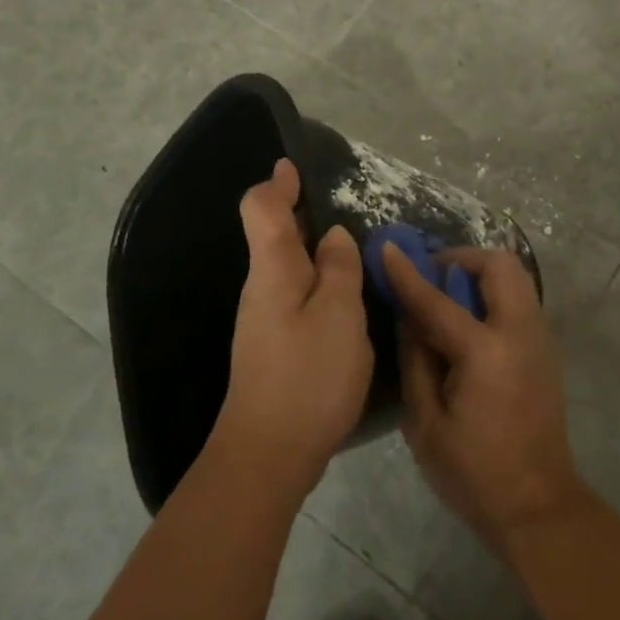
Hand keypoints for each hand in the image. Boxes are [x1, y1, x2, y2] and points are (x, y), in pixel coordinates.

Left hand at [217, 159, 373, 496]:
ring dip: (318, 252)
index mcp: (274, 271)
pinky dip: (320, 283)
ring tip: (357, 252)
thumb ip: (340, 269)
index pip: (261, 211)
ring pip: (290, 269)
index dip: (276, 185)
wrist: (269, 453)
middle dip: (304, 216)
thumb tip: (335, 237)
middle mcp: (263, 288)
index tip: (292, 167)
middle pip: (275, 237)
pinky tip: (348, 298)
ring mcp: (266, 320)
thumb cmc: (308, 376)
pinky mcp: (277, 346)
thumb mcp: (340, 315)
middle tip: (347, 211)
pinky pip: (299, 297)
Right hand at [381, 243, 590, 553]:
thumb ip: (416, 361)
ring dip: (480, 275)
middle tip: (432, 276)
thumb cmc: (474, 473)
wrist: (538, 506)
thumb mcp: (426, 423)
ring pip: (515, 278)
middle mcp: (520, 333)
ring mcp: (540, 339)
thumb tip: (409, 318)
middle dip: (462, 259)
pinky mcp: (545, 351)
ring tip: (447, 299)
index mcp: (486, 352)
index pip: (438, 300)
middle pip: (499, 265)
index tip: (387, 247)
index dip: (408, 273)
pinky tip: (469, 325)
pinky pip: (519, 301)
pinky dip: (493, 295)